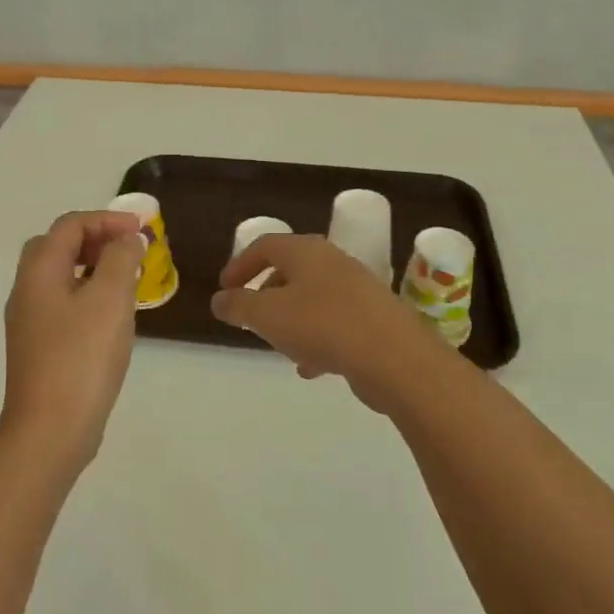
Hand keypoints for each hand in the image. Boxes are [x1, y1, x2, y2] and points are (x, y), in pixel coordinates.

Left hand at [1, 210, 145, 469]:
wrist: (51, 429)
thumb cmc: (82, 357)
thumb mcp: (110, 299)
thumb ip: (121, 259)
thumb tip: (126, 240)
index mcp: (39, 272)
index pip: (69, 226)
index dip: (106, 220)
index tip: (141, 231)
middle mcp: (27, 291)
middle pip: (57, 247)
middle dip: (95, 240)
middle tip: (128, 251)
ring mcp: (30, 322)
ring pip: (60, 277)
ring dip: (93, 269)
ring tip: (128, 281)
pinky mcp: (39, 348)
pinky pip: (63, 305)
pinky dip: (88, 296)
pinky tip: (112, 317)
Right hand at [211, 234, 452, 412]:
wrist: (393, 356)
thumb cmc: (322, 325)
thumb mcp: (266, 315)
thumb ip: (238, 306)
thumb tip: (220, 300)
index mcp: (305, 251)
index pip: (265, 245)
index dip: (240, 264)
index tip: (224, 288)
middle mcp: (332, 262)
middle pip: (290, 270)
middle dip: (266, 294)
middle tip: (251, 318)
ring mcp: (357, 289)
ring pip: (312, 299)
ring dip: (291, 321)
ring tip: (279, 347)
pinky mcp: (373, 318)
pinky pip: (334, 323)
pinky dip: (316, 340)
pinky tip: (310, 368)